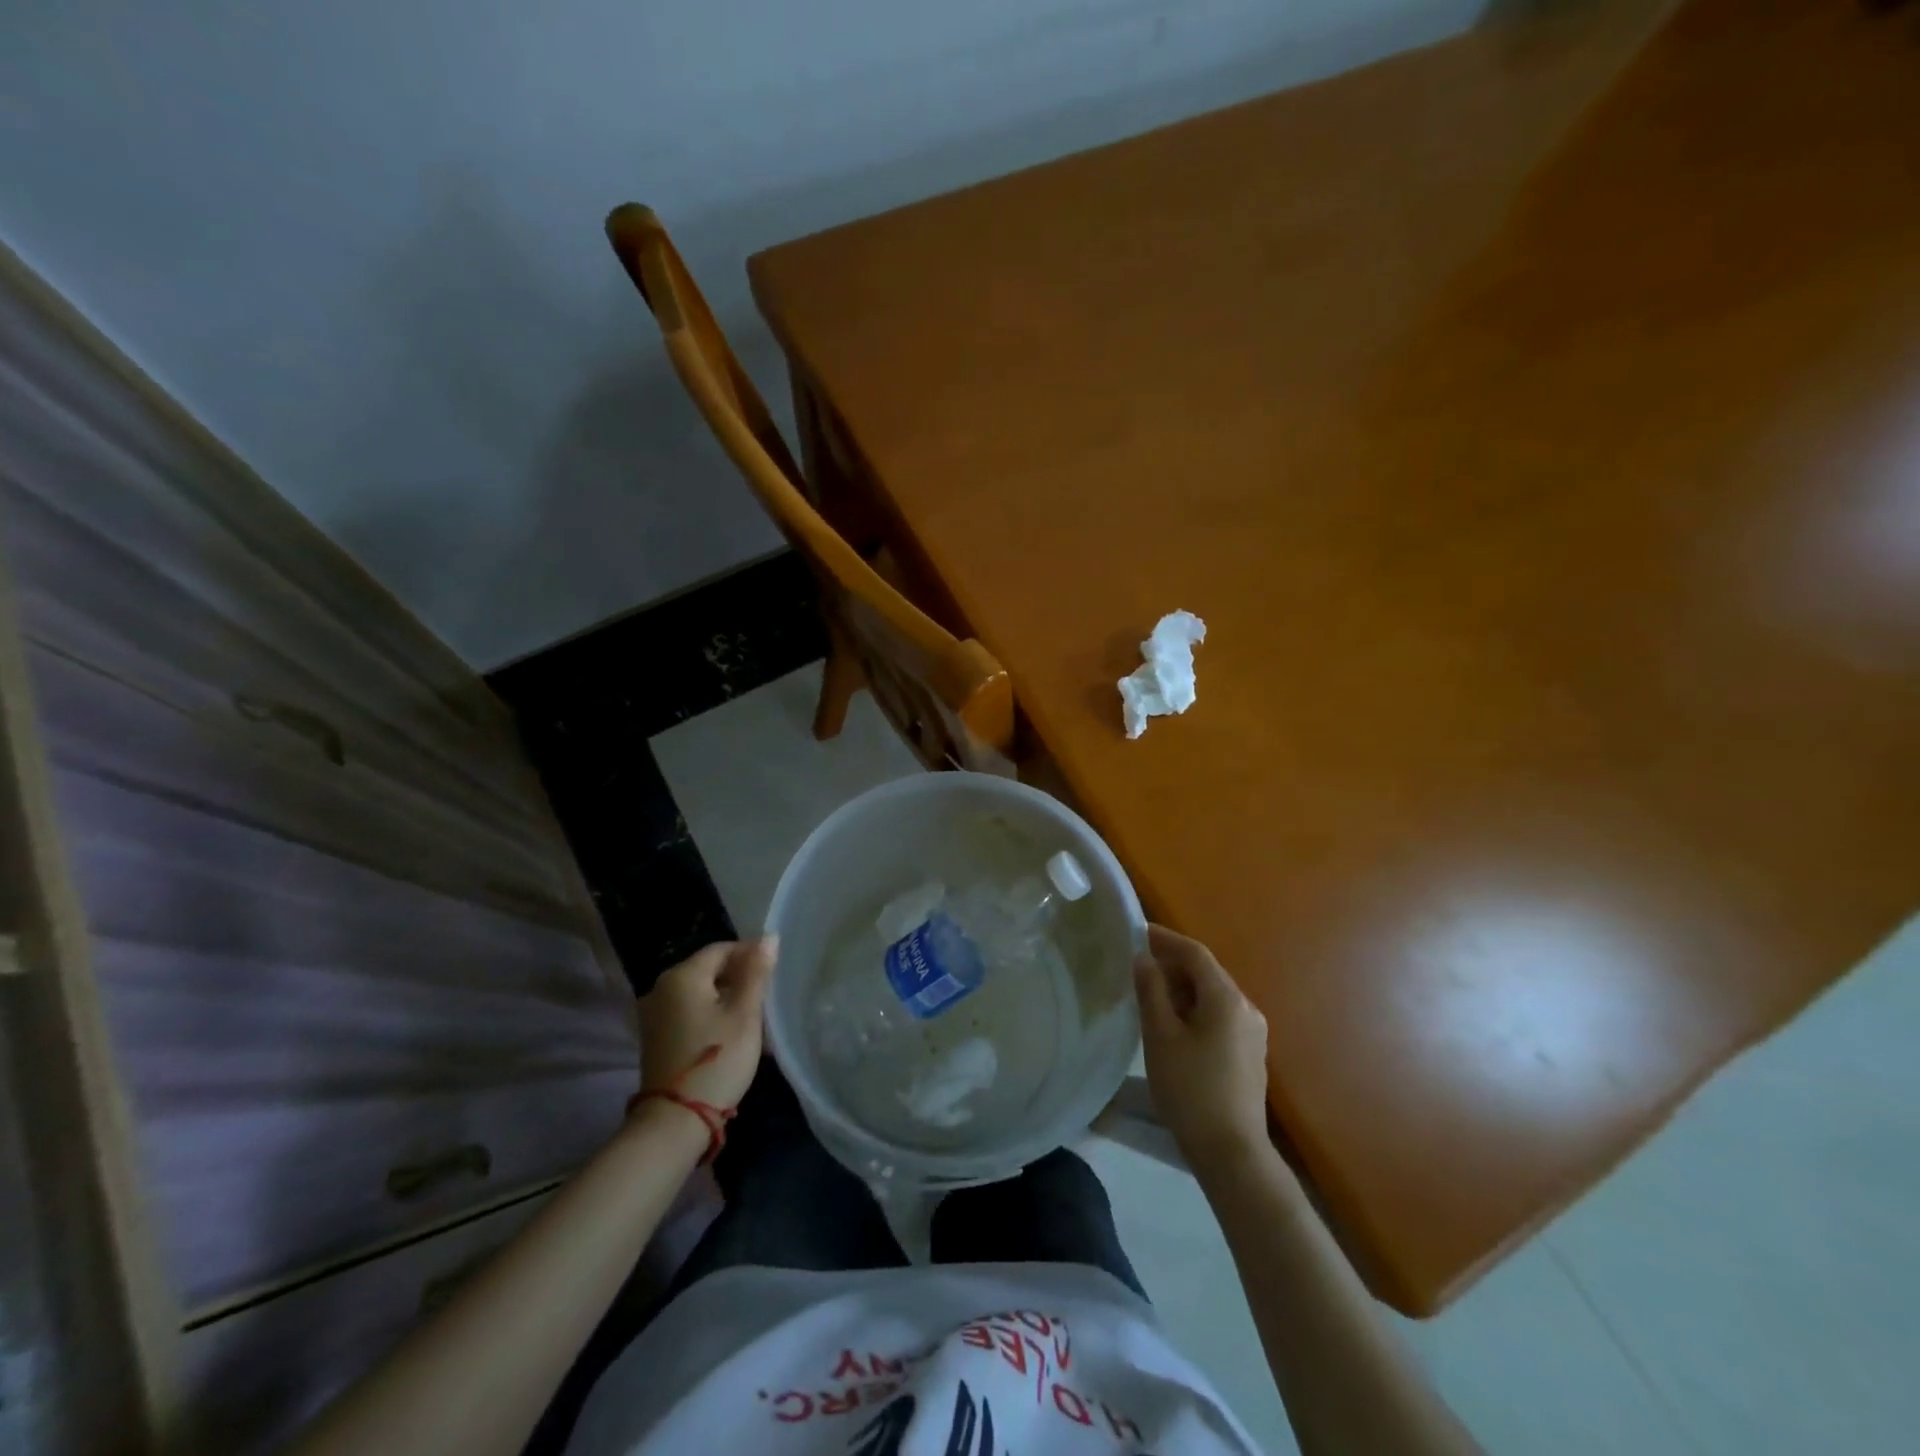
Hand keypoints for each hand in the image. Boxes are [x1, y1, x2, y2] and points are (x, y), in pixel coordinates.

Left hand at [638, 939, 776, 1111]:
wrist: (674, 1122)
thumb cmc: (717, 1060)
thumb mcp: (744, 1014)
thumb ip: (756, 972)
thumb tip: (769, 937)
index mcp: (682, 976)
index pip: (722, 949)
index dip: (750, 955)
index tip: (773, 975)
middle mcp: (661, 988)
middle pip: (709, 970)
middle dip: (740, 979)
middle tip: (767, 1000)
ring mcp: (655, 1014)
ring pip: (701, 993)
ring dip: (728, 999)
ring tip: (755, 1020)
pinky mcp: (657, 1037)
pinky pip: (690, 1012)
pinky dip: (712, 1015)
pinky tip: (732, 1035)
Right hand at [1134, 924, 1270, 1174]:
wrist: (1232, 1152)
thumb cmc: (1190, 1089)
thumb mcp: (1160, 1036)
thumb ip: (1151, 991)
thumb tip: (1144, 958)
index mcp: (1226, 998)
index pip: (1195, 953)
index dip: (1166, 939)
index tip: (1138, 932)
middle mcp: (1246, 1007)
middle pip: (1207, 972)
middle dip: (1173, 963)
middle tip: (1138, 962)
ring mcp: (1253, 1032)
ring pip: (1213, 995)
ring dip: (1183, 987)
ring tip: (1150, 992)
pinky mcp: (1250, 1053)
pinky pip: (1220, 1015)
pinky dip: (1195, 1007)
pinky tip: (1174, 1022)